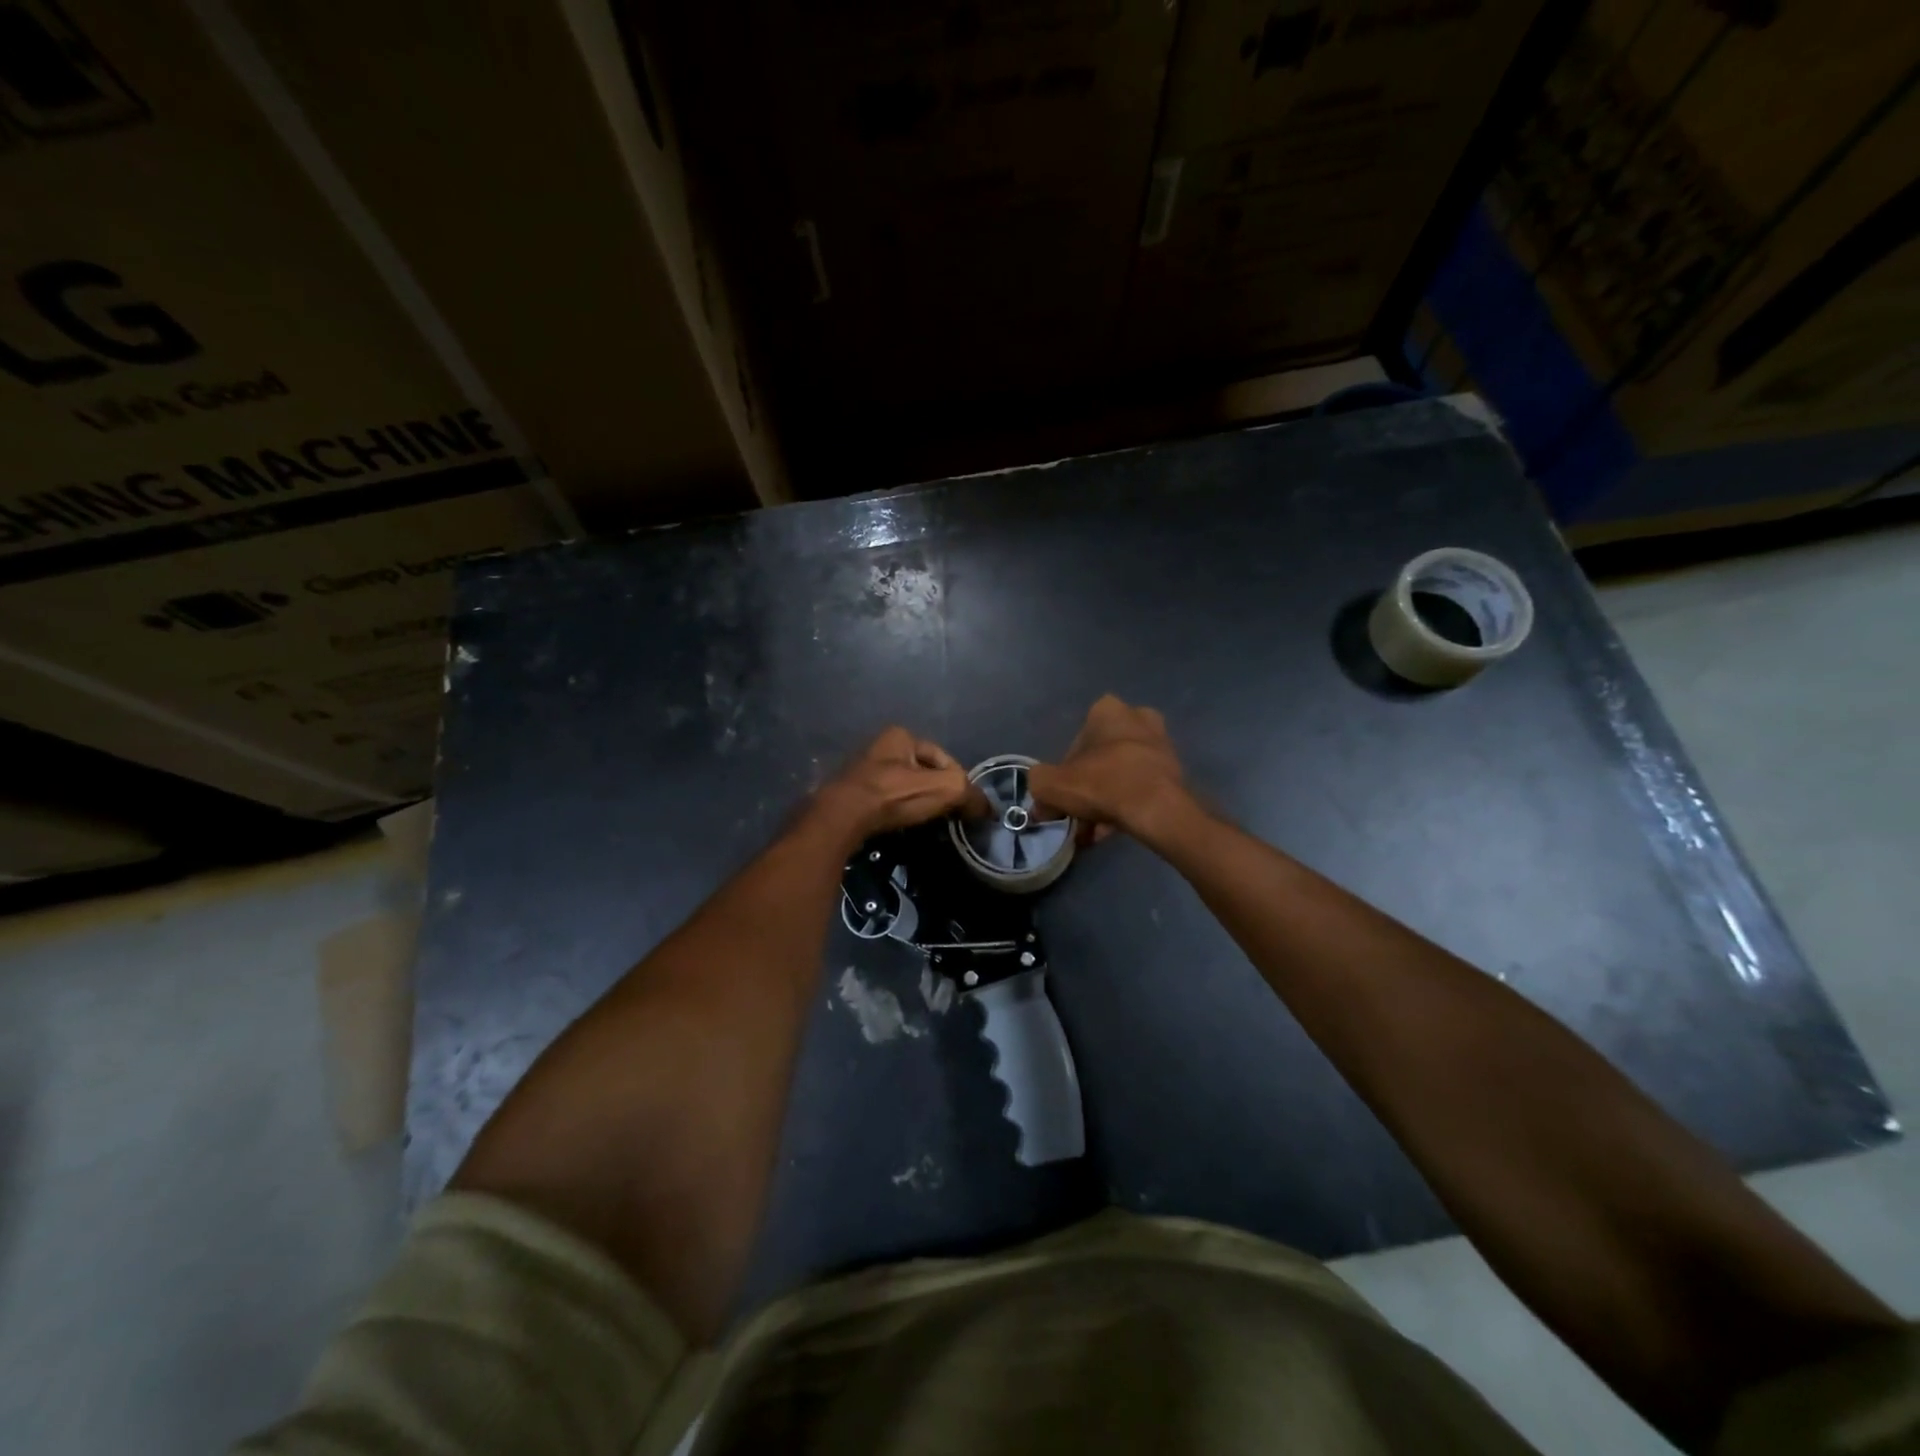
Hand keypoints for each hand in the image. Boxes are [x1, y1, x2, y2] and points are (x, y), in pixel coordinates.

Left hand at [813, 727, 981, 842]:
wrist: (842, 817)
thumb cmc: (894, 794)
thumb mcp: (944, 789)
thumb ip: (970, 794)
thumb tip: (988, 808)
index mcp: (901, 735)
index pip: (943, 757)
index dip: (958, 780)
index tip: (964, 804)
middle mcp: (880, 746)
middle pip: (922, 772)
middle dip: (936, 791)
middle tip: (947, 815)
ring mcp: (863, 770)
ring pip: (903, 787)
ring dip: (916, 803)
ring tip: (926, 823)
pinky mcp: (851, 794)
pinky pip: (885, 802)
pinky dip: (896, 812)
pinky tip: (901, 826)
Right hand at [1030, 695, 1190, 843]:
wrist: (1157, 809)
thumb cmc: (1102, 784)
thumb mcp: (1051, 785)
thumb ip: (1038, 785)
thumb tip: (1041, 801)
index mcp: (1107, 710)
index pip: (1075, 743)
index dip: (1063, 775)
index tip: (1061, 798)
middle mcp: (1137, 718)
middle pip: (1100, 759)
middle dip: (1087, 788)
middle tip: (1077, 816)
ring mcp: (1160, 745)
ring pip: (1121, 775)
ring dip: (1105, 801)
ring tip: (1093, 831)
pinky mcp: (1175, 771)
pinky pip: (1141, 788)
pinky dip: (1125, 807)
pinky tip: (1112, 832)